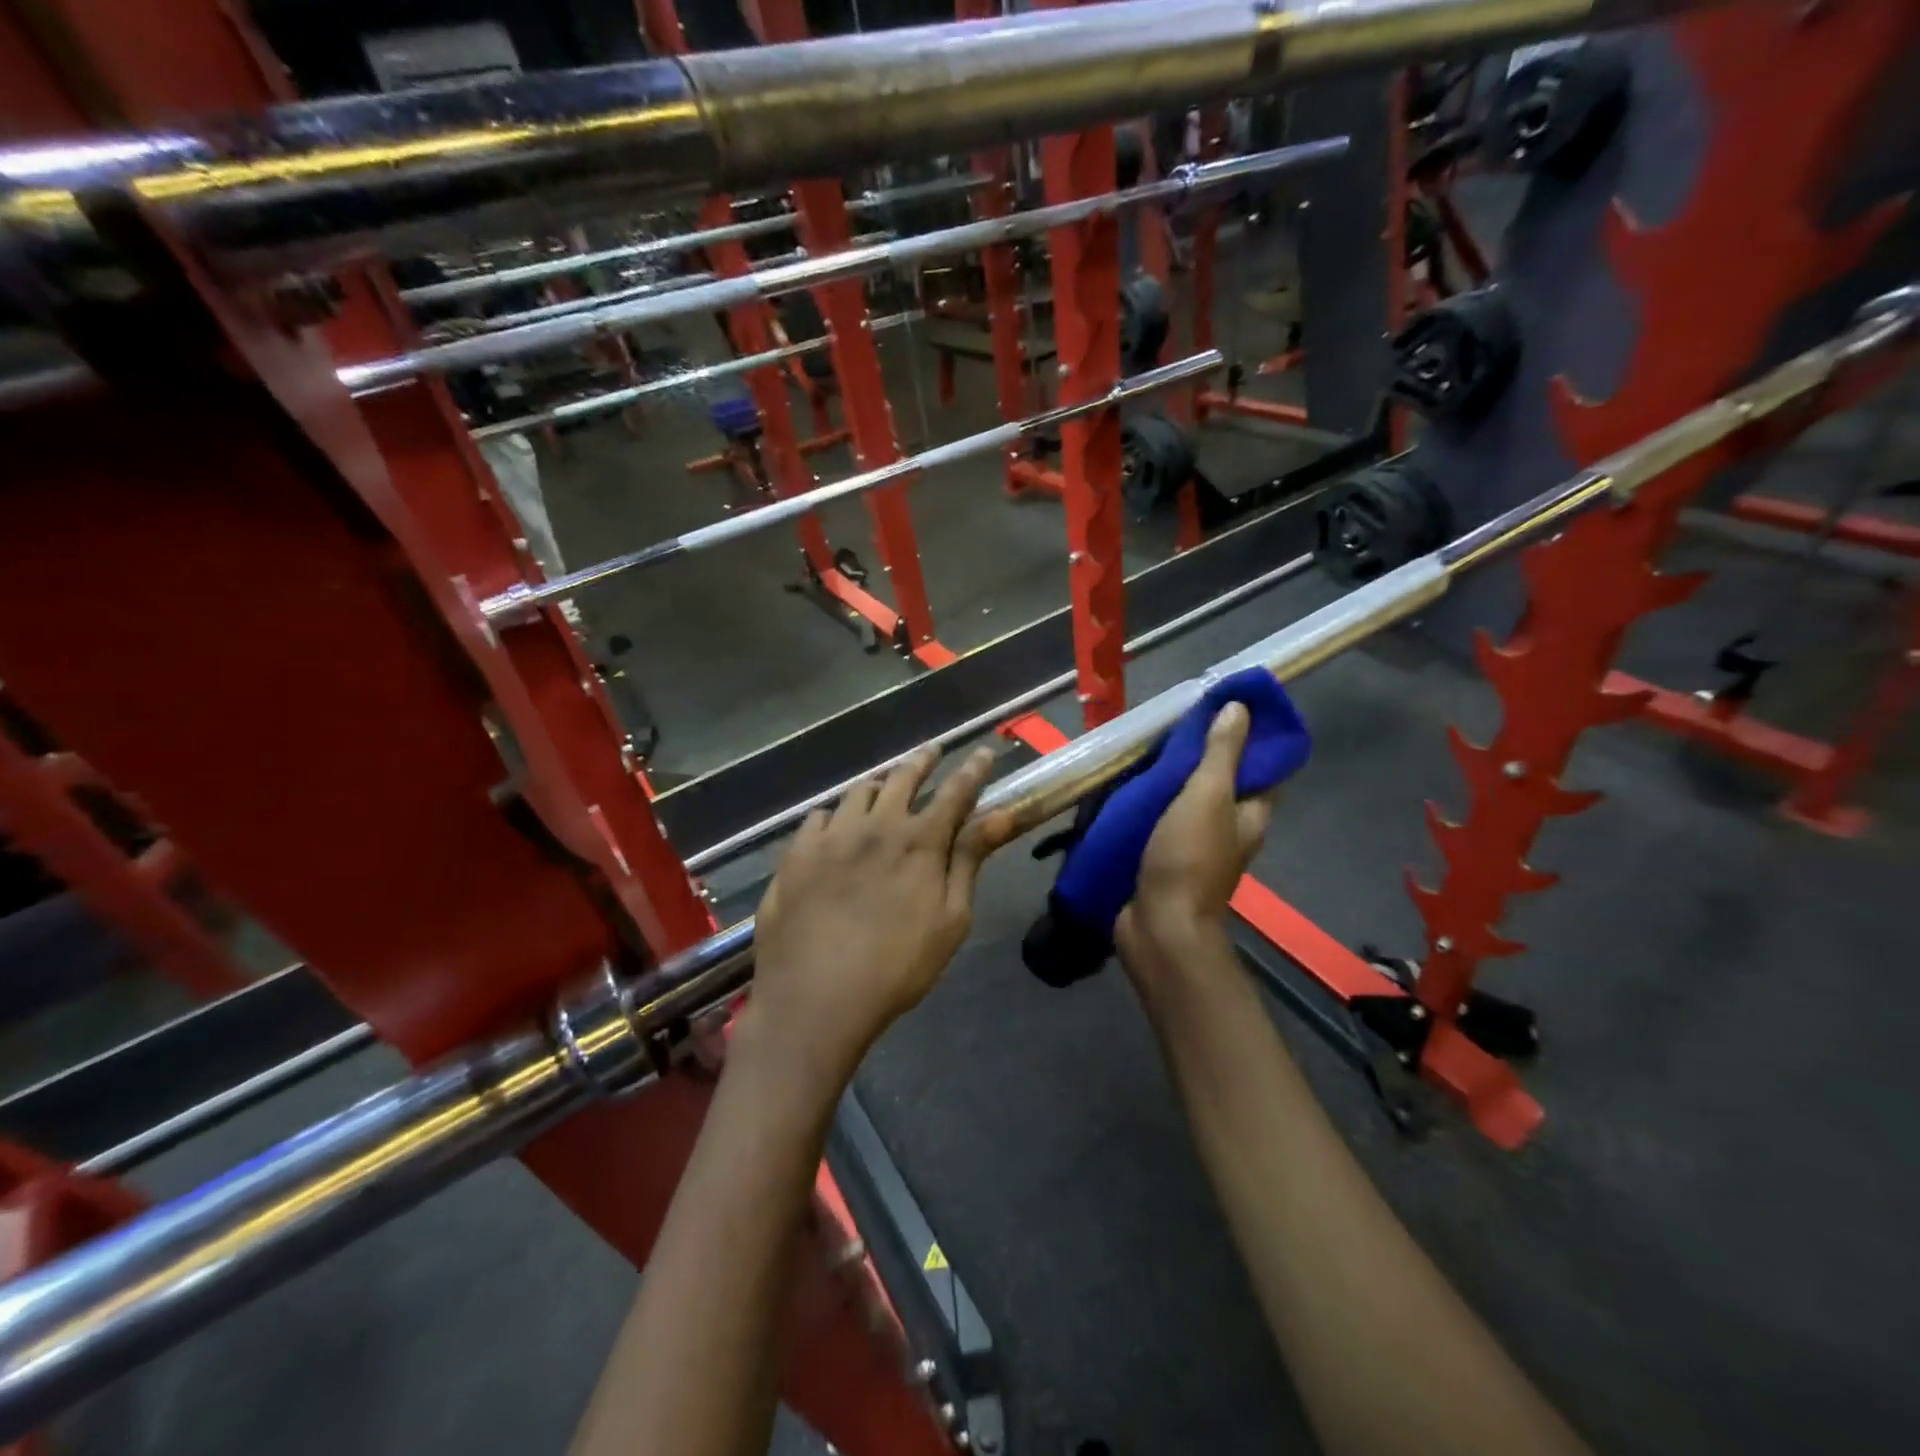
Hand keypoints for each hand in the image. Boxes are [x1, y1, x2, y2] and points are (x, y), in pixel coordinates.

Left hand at [745, 746, 1013, 1088]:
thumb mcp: (950, 919)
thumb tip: (1000, 815)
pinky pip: (819, 817)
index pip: (955, 791)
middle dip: (923, 761)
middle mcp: (876, 825)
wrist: (815, 997)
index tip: (984, 752)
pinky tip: (835, 825)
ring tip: (885, 784)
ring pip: (858, 792)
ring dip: (879, 784)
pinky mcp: (796, 854)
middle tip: (932, 752)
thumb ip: (970, 860)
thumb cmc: (896, 967)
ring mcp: (831, 836)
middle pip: (903, 778)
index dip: (973, 769)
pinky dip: (836, 814)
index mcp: (919, 841)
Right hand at [1116, 702, 1273, 978]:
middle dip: (1203, 755)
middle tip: (1175, 724)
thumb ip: (1222, 754)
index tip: (1225, 708)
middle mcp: (1228, 831)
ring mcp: (1195, 847)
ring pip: (1189, 802)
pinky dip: (1151, 803)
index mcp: (1250, 815)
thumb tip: (1240, 708)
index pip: (1262, 768)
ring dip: (1172, 778)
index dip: (1250, 738)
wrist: (1158, 925)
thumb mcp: (1207, 796)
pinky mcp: (1165, 860)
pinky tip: (1129, 787)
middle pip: (1222, 784)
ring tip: (1148, 747)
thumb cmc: (1188, 858)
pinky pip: (1161, 821)